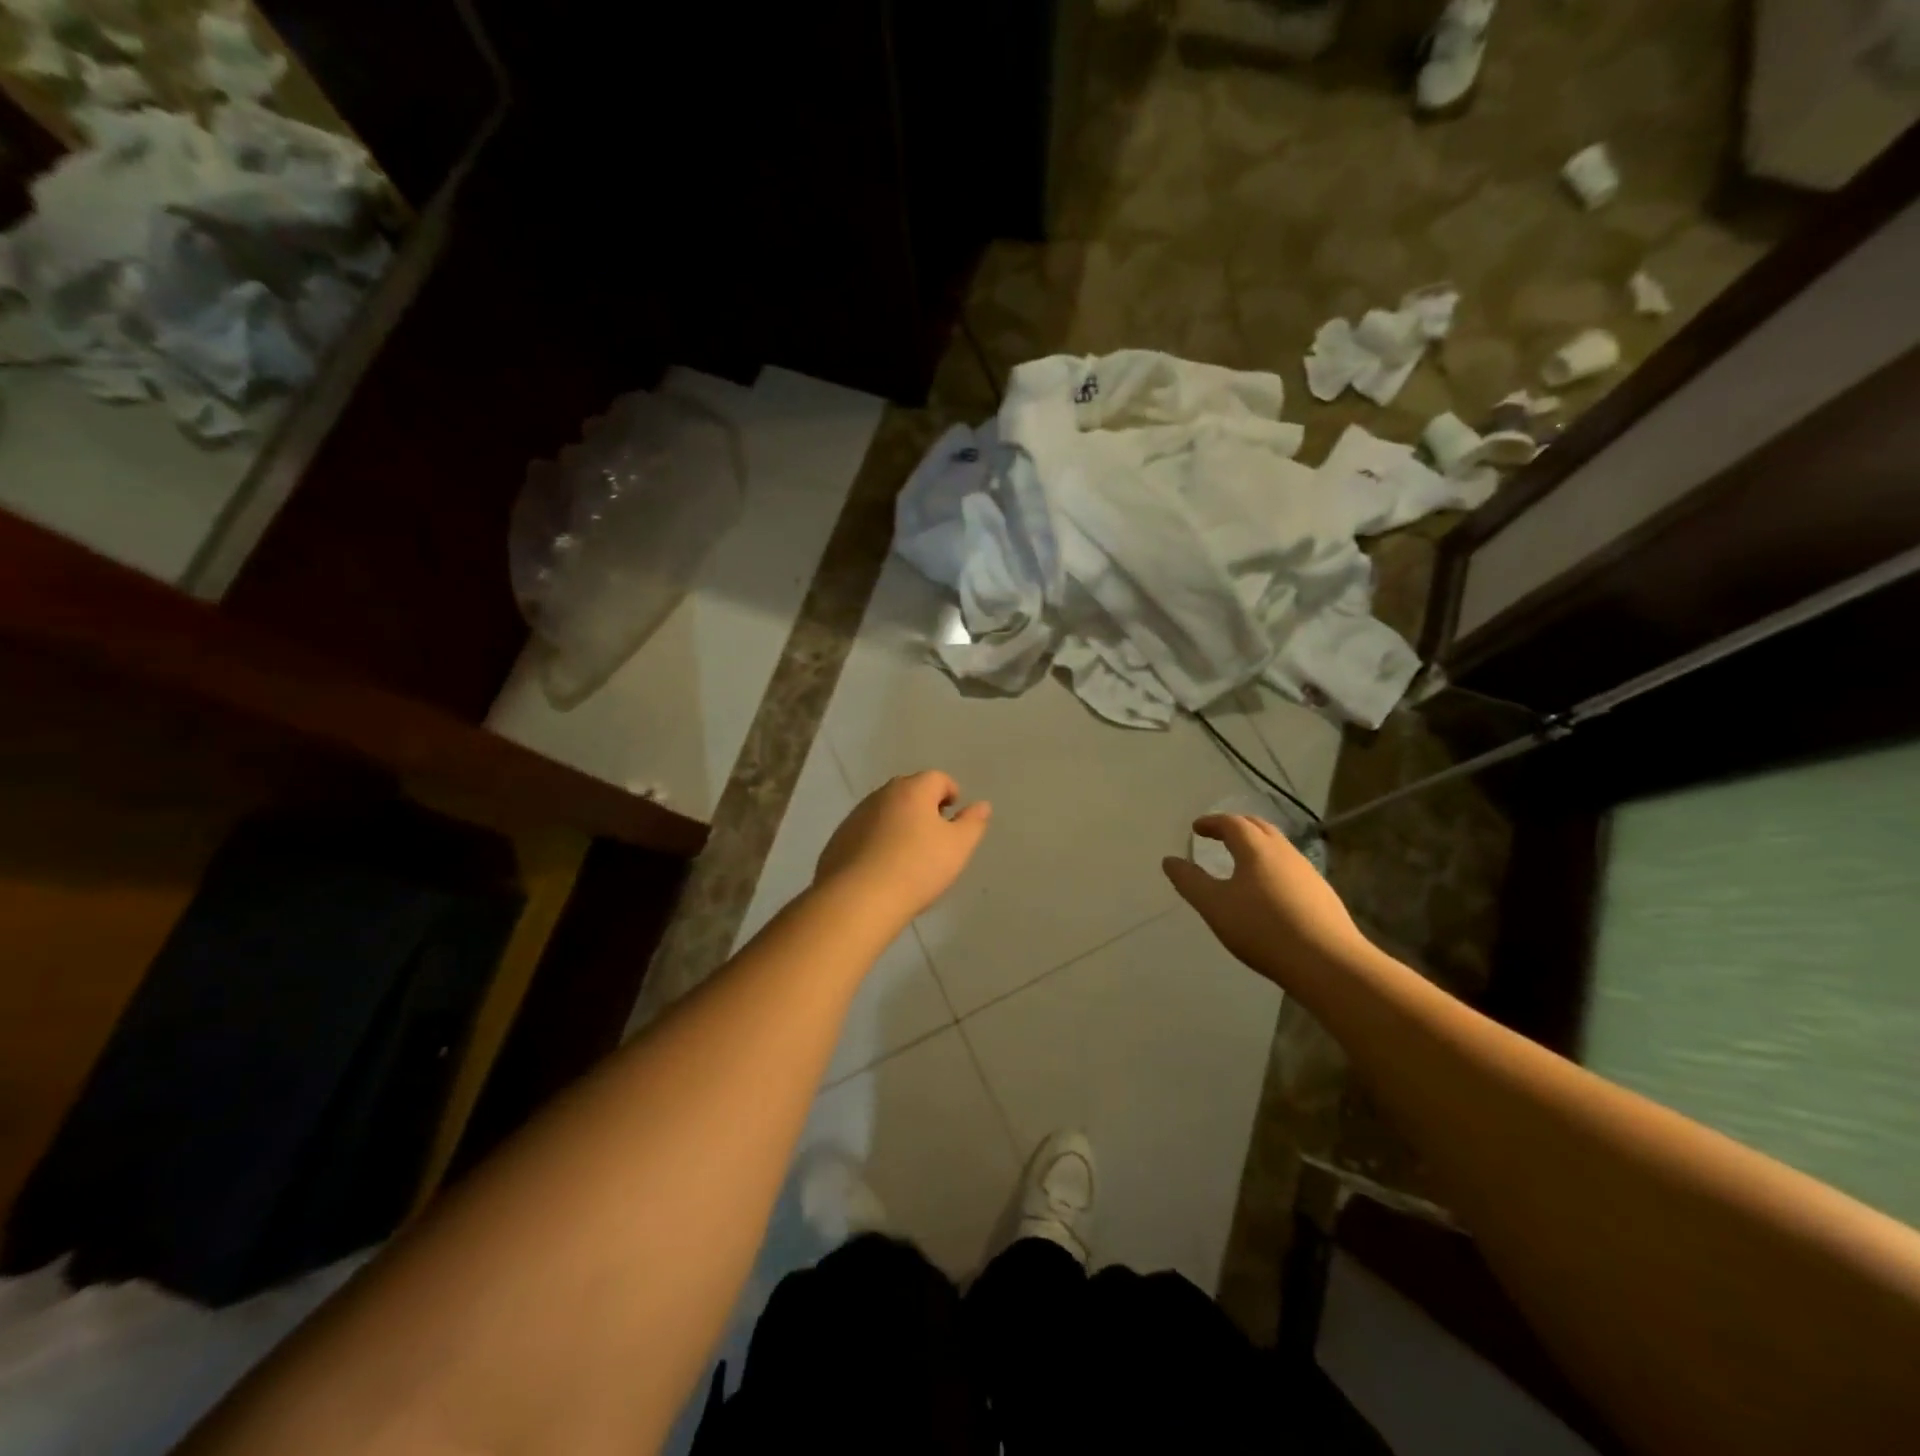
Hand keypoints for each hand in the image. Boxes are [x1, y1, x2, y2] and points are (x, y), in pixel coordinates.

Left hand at [815, 771, 990, 924]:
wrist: (858, 899)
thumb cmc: (917, 868)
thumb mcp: (957, 848)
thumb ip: (973, 823)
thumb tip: (982, 805)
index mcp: (912, 790)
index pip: (937, 778)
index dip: (950, 793)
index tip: (954, 815)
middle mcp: (882, 795)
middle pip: (909, 790)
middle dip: (924, 805)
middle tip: (935, 834)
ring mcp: (856, 816)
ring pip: (885, 810)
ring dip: (899, 822)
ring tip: (909, 853)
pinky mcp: (839, 839)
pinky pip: (866, 831)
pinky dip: (877, 840)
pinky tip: (883, 867)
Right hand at [1162, 814, 1366, 985]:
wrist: (1328, 963)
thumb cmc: (1263, 929)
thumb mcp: (1215, 906)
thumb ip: (1190, 881)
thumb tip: (1170, 860)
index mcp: (1256, 849)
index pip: (1232, 823)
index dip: (1212, 823)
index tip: (1197, 828)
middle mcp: (1284, 852)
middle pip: (1259, 828)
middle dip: (1236, 827)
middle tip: (1219, 835)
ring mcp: (1308, 873)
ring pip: (1278, 847)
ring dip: (1257, 846)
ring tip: (1242, 861)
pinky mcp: (1322, 895)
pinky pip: (1291, 868)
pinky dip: (1272, 866)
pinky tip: (1269, 890)